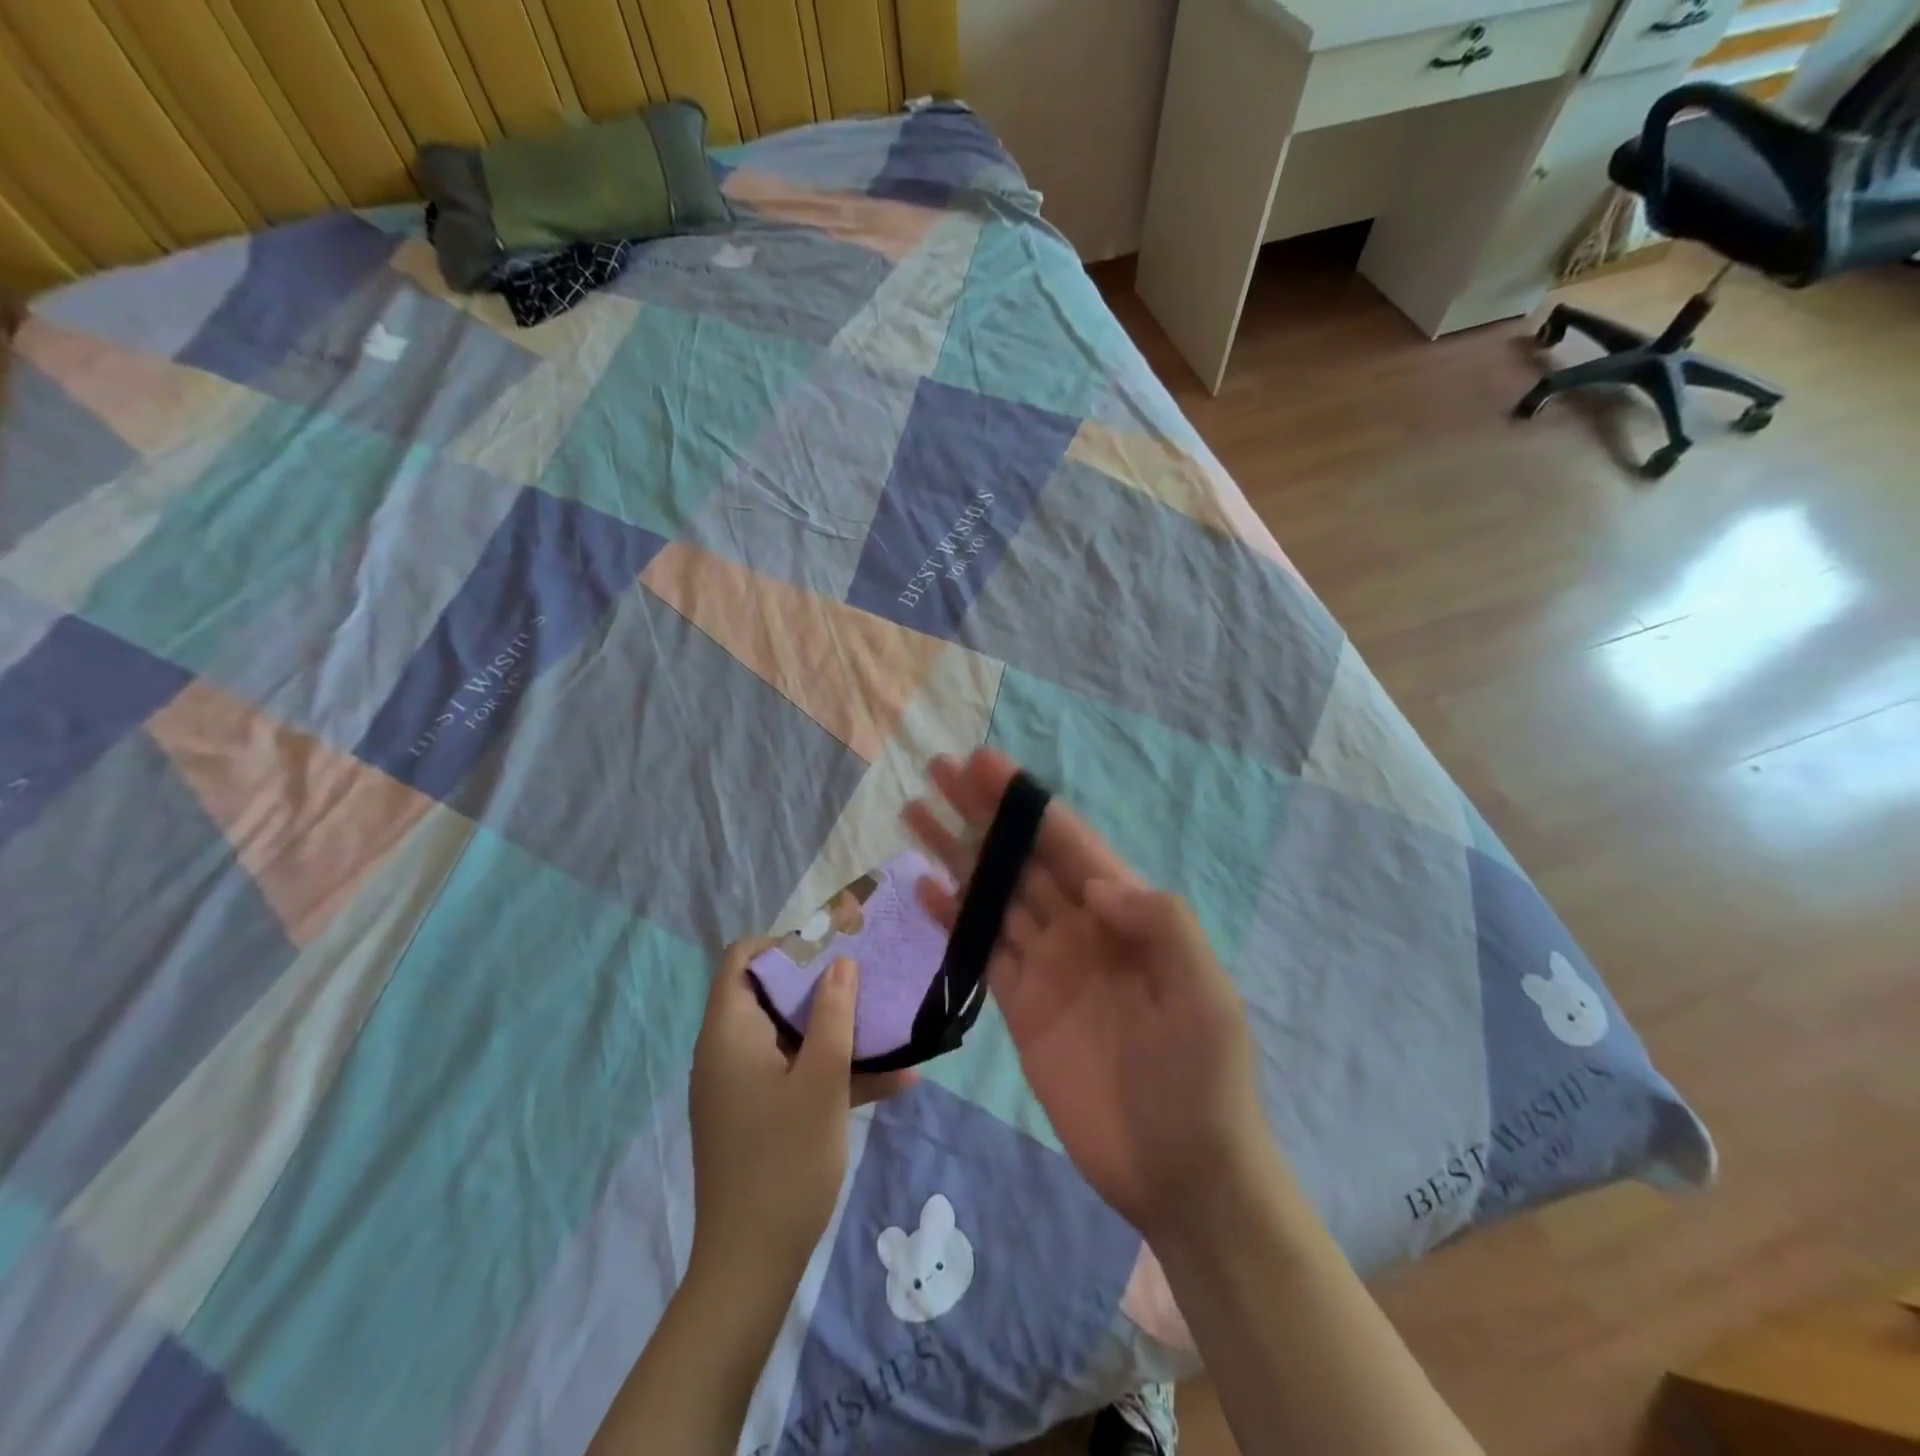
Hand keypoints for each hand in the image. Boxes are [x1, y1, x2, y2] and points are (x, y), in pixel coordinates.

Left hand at [688, 939, 916, 1283]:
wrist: (751, 1267)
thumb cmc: (785, 1162)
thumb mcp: (821, 1081)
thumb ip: (833, 1015)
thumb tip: (841, 963)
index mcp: (730, 1033)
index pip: (742, 959)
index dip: (784, 944)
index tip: (832, 947)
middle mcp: (729, 1051)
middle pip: (772, 994)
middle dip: (825, 985)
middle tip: (871, 977)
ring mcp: (744, 1086)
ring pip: (792, 1037)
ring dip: (840, 1031)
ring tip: (894, 1023)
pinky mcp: (761, 1115)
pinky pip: (798, 1076)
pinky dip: (836, 1073)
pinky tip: (898, 1081)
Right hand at [905, 750, 1270, 1237]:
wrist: (1183, 1173)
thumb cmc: (1203, 1079)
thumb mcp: (1205, 994)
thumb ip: (1161, 925)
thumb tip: (1096, 884)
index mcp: (1127, 913)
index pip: (1068, 843)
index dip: (1025, 802)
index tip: (984, 764)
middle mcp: (1082, 927)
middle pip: (1023, 858)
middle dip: (983, 814)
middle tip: (938, 771)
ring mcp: (1049, 965)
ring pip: (995, 895)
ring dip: (958, 854)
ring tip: (916, 815)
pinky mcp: (1021, 1006)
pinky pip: (983, 950)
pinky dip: (955, 917)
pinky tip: (925, 887)